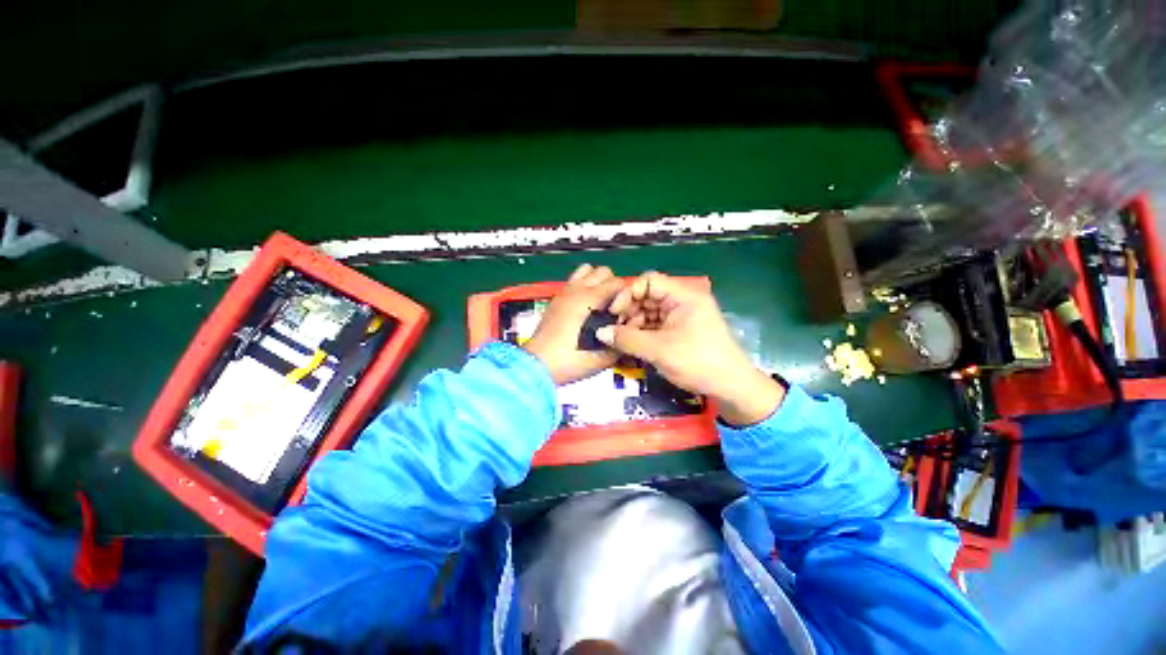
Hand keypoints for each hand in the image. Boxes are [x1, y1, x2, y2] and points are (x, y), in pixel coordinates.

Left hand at [522, 264, 625, 384]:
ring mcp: (564, 292)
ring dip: (596, 281)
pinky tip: (584, 305)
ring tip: (598, 300)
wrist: (539, 365)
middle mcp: (577, 290)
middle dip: (612, 285)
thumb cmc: (570, 360)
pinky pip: (573, 280)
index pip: (618, 282)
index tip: (622, 313)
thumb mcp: (604, 356)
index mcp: (590, 300)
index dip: (626, 296)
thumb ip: (623, 338)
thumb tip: (632, 324)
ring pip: (586, 270)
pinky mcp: (556, 298)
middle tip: (612, 305)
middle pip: (603, 271)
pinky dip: (583, 285)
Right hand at [599, 272, 784, 425]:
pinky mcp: (680, 331)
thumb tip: (599, 332)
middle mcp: (682, 301)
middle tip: (612, 329)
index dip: (628, 293)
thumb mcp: (659, 350)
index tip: (613, 313)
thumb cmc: (697, 362)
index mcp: (683, 296)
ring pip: (649, 312)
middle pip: (647, 296)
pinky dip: (642, 333)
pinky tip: (630, 344)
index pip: (648, 281)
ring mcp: (681, 317)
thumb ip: (627, 339)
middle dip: (628, 311)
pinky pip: (655, 326)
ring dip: (633, 324)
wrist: (731, 387)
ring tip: (619, 340)